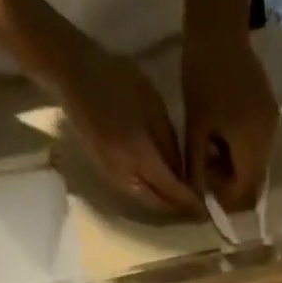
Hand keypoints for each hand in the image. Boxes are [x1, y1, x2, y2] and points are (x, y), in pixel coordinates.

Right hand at [54, 42, 200, 214]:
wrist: (71, 73)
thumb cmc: (115, 79)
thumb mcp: (153, 106)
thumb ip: (170, 146)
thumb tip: (184, 176)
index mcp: (139, 155)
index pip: (172, 190)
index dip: (192, 202)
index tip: (210, 208)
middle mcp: (126, 175)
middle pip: (160, 205)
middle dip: (182, 210)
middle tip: (201, 210)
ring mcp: (113, 177)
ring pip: (148, 203)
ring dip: (167, 207)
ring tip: (186, 203)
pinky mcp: (107, 174)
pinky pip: (136, 195)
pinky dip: (153, 197)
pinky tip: (165, 191)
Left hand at [182, 29, 278, 209]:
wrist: (219, 27)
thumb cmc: (202, 76)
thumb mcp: (195, 127)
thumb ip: (198, 167)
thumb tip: (199, 198)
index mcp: (251, 146)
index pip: (244, 193)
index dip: (224, 198)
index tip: (204, 186)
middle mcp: (269, 142)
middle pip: (253, 183)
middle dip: (230, 183)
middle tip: (205, 166)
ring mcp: (273, 127)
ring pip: (256, 166)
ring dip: (235, 167)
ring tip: (212, 147)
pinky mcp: (271, 113)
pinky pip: (258, 146)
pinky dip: (241, 150)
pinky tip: (223, 133)